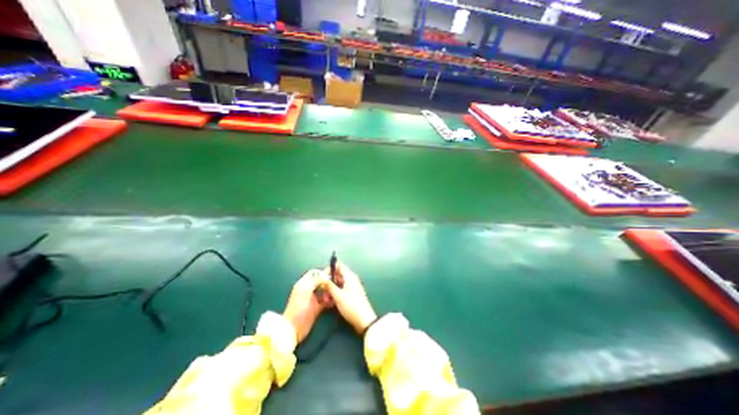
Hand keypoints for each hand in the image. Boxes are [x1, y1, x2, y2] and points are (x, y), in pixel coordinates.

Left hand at [284, 270, 331, 343]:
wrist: (294, 327)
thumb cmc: (298, 305)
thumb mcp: (306, 289)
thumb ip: (316, 280)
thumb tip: (327, 276)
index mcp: (304, 283)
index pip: (314, 273)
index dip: (322, 272)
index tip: (331, 274)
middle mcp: (309, 289)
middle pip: (320, 281)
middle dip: (328, 281)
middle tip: (337, 282)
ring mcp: (313, 298)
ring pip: (324, 291)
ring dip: (330, 291)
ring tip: (336, 292)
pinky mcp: (317, 307)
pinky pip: (326, 301)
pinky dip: (330, 300)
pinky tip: (334, 300)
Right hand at [326, 263, 376, 333]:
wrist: (364, 320)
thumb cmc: (351, 306)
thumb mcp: (338, 296)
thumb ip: (329, 286)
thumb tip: (322, 278)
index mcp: (350, 276)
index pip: (339, 265)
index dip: (329, 269)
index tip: (322, 277)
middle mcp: (351, 279)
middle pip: (338, 275)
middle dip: (329, 281)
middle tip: (321, 290)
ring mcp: (352, 286)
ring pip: (338, 283)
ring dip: (331, 289)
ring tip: (325, 299)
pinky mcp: (351, 294)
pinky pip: (341, 289)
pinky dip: (335, 293)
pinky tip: (330, 302)